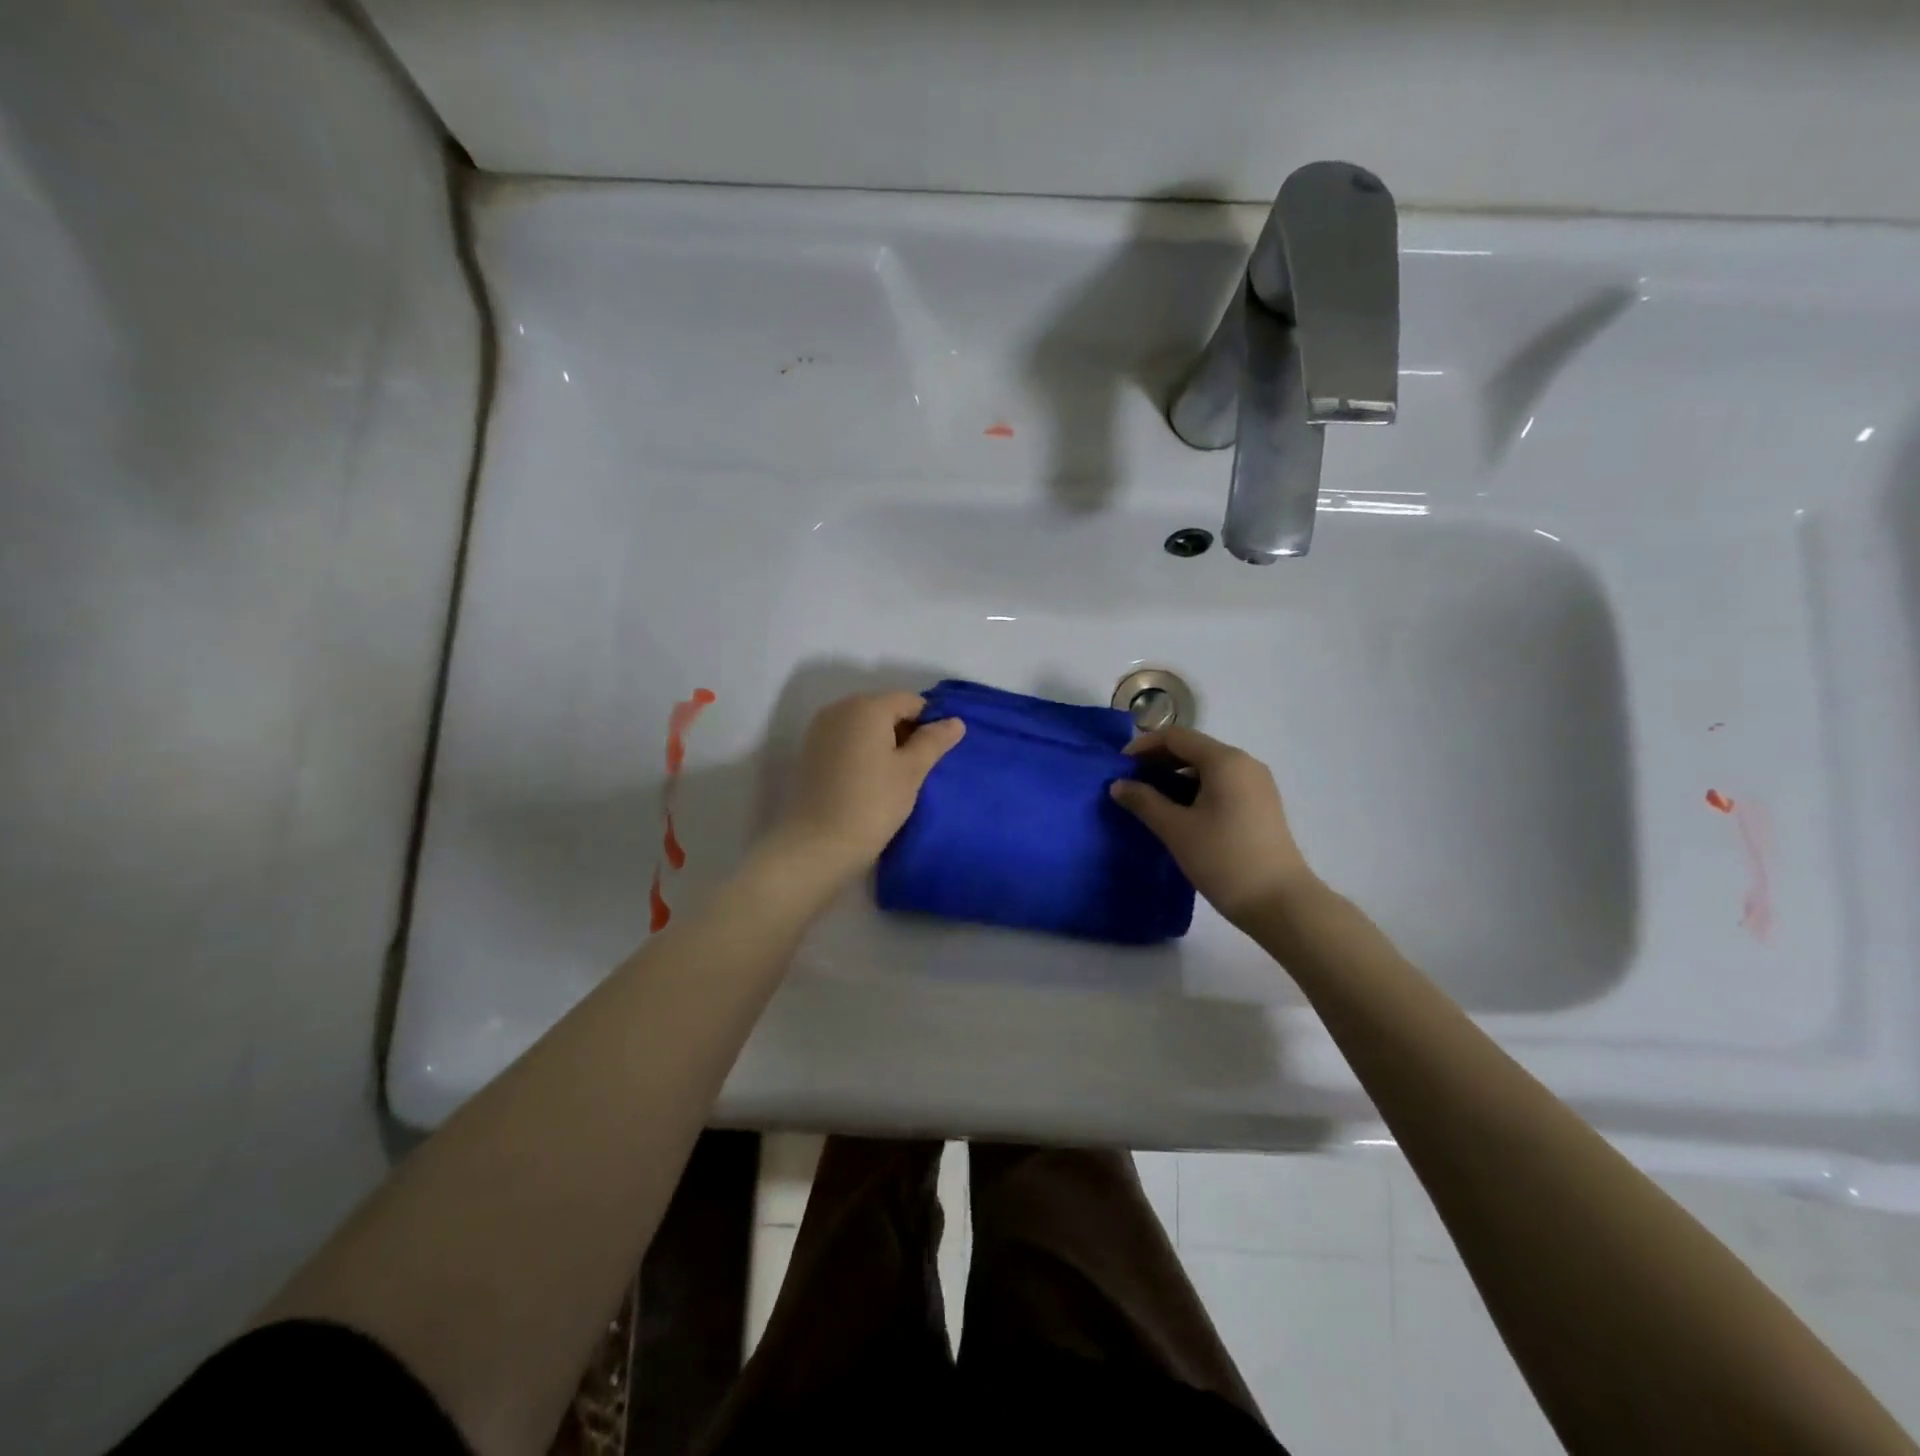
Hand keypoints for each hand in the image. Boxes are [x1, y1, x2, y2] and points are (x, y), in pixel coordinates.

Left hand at [771, 692, 964, 879]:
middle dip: (905, 731)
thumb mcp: (912, 771)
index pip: (910, 700)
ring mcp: (820, 730)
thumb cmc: (872, 803)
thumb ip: (934, 741)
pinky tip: (870, 781)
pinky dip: (862, 752)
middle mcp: (839, 708)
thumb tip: (955, 721)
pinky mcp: (809, 752)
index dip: (929, 722)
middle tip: (919, 768)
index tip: (937, 754)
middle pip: (884, 709)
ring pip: (863, 726)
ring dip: (883, 743)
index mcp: (867, 706)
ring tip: (895, 778)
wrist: (817, 844)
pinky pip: (845, 741)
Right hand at [1109, 725, 1318, 926]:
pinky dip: (1195, 790)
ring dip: (1175, 777)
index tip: (1119, 768)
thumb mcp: (1176, 830)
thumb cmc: (1224, 859)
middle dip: (1158, 761)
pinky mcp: (1261, 804)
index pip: (1175, 736)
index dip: (1143, 747)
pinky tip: (1179, 814)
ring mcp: (1256, 784)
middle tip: (1130, 785)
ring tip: (1150, 801)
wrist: (1280, 903)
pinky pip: (1221, 784)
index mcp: (1225, 760)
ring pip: (1207, 767)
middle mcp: (1244, 763)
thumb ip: (1144, 801)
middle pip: (1193, 748)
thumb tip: (1118, 784)